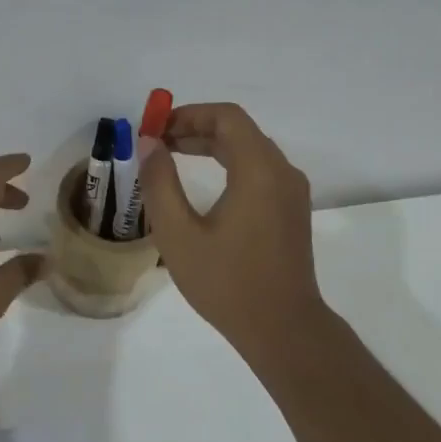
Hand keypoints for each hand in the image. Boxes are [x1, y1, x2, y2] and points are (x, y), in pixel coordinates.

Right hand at [140, 103, 326, 351]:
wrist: (282, 327)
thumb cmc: (226, 282)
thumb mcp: (179, 235)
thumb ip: (160, 183)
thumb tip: (148, 144)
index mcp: (259, 170)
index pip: (226, 118)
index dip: (188, 114)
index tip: (155, 128)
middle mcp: (282, 172)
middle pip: (239, 131)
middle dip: (195, 129)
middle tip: (156, 143)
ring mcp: (291, 192)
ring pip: (250, 150)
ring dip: (212, 146)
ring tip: (172, 158)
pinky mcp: (291, 211)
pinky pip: (260, 171)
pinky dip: (230, 165)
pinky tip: (204, 185)